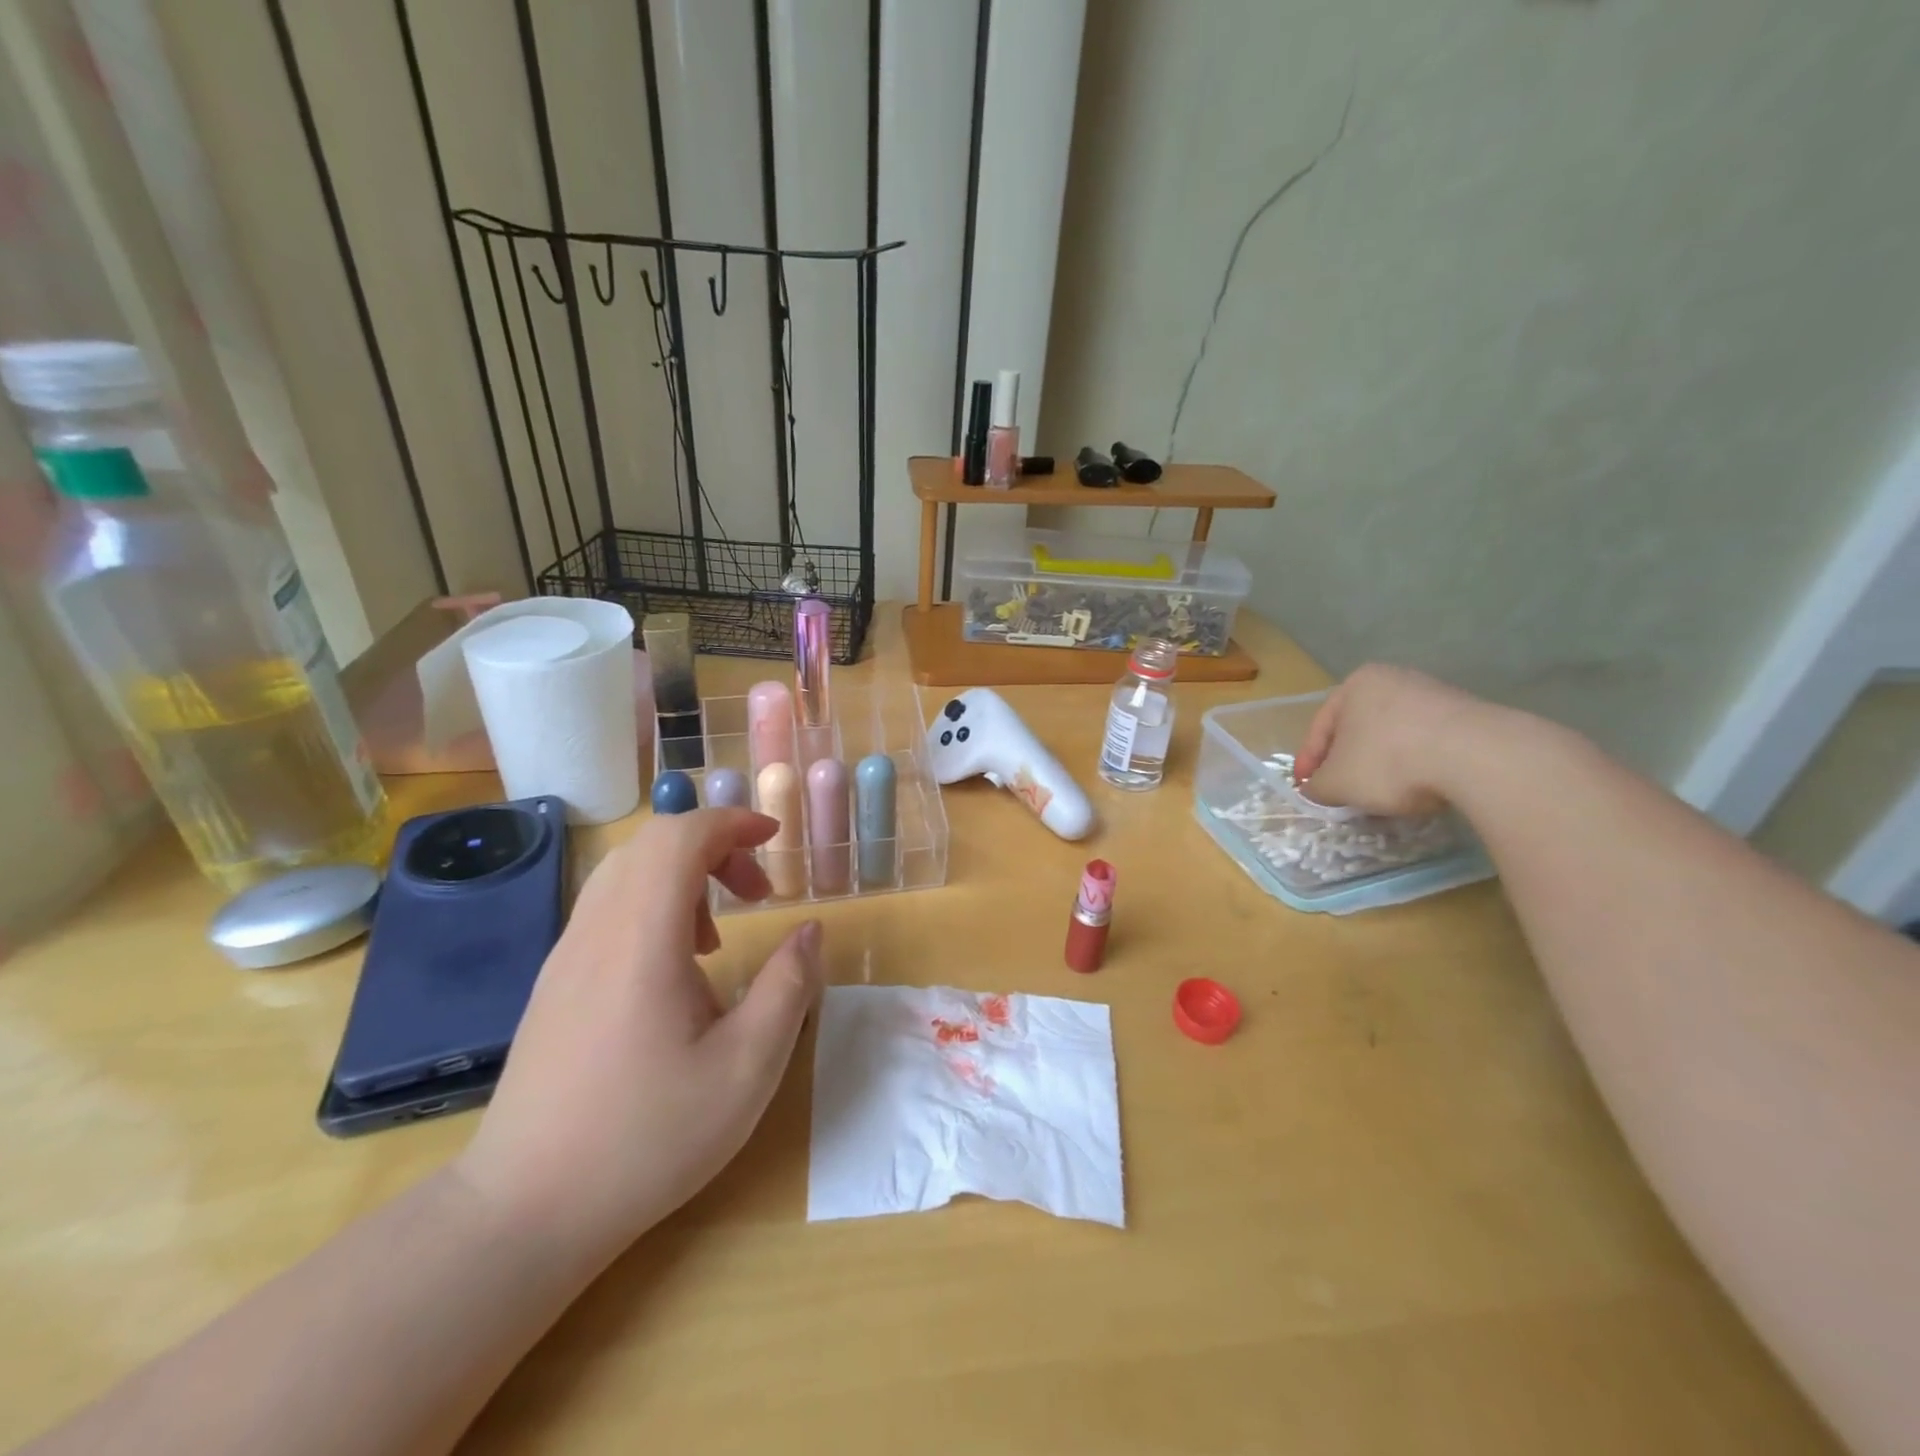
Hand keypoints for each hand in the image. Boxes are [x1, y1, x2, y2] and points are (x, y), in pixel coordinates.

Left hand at [455, 808, 823, 1264]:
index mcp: (642, 937)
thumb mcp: (747, 1067)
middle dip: (715, 845)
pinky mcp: (555, 982)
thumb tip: (811, 930)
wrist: (524, 1210)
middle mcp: (596, 930)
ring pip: (626, 872)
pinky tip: (675, 969)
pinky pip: (608, 908)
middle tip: (758, 891)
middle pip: (652, 843)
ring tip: (719, 935)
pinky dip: (654, 906)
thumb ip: (789, 987)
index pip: (680, 836)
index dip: (732, 821)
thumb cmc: (647, 1137)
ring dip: (683, 876)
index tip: (775, 840)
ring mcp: (566, 955)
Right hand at [1291, 664, 1490, 816]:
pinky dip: (1416, 765)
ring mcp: (1435, 694)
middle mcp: (1394, 679)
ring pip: (1393, 737)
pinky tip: (1418, 787)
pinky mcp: (1468, 716)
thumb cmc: (1389, 761)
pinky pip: (1427, 744)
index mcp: (1356, 684)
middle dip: (1348, 762)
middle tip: (1342, 792)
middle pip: (1358, 730)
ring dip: (1382, 765)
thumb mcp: (1337, 783)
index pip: (1321, 728)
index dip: (1309, 763)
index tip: (1306, 790)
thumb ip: (1317, 787)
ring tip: (1382, 795)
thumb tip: (1315, 790)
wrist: (1478, 757)